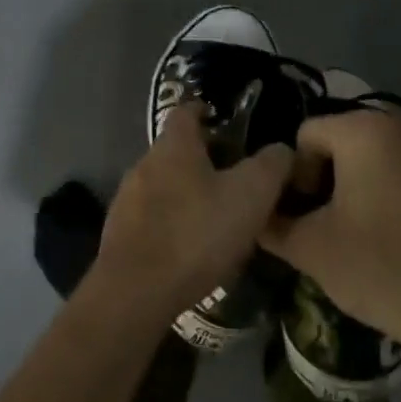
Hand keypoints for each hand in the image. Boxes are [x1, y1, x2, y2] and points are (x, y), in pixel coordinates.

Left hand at [93, 106, 294, 319]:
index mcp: (174, 146)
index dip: (208, 111)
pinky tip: (191, 246)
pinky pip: (152, 216)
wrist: (136, 290)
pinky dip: (173, 221)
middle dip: (204, 158)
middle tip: (236, 177)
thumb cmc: (197, 233)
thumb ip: (271, 165)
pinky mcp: (119, 233)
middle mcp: (144, 164)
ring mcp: (127, 199)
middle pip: (176, 149)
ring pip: (164, 184)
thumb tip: (281, 150)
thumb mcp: (251, 195)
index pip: (187, 111)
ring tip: (217, 215)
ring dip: (188, 192)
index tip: (228, 122)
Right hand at [259, 110, 400, 350]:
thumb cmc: (377, 271)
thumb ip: (271, 221)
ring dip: (380, 173)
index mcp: (364, 132)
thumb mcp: (307, 249)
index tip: (311, 212)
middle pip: (354, 136)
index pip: (310, 135)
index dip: (299, 173)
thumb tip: (257, 212)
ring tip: (382, 221)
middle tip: (341, 217)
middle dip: (340, 170)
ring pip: (396, 149)